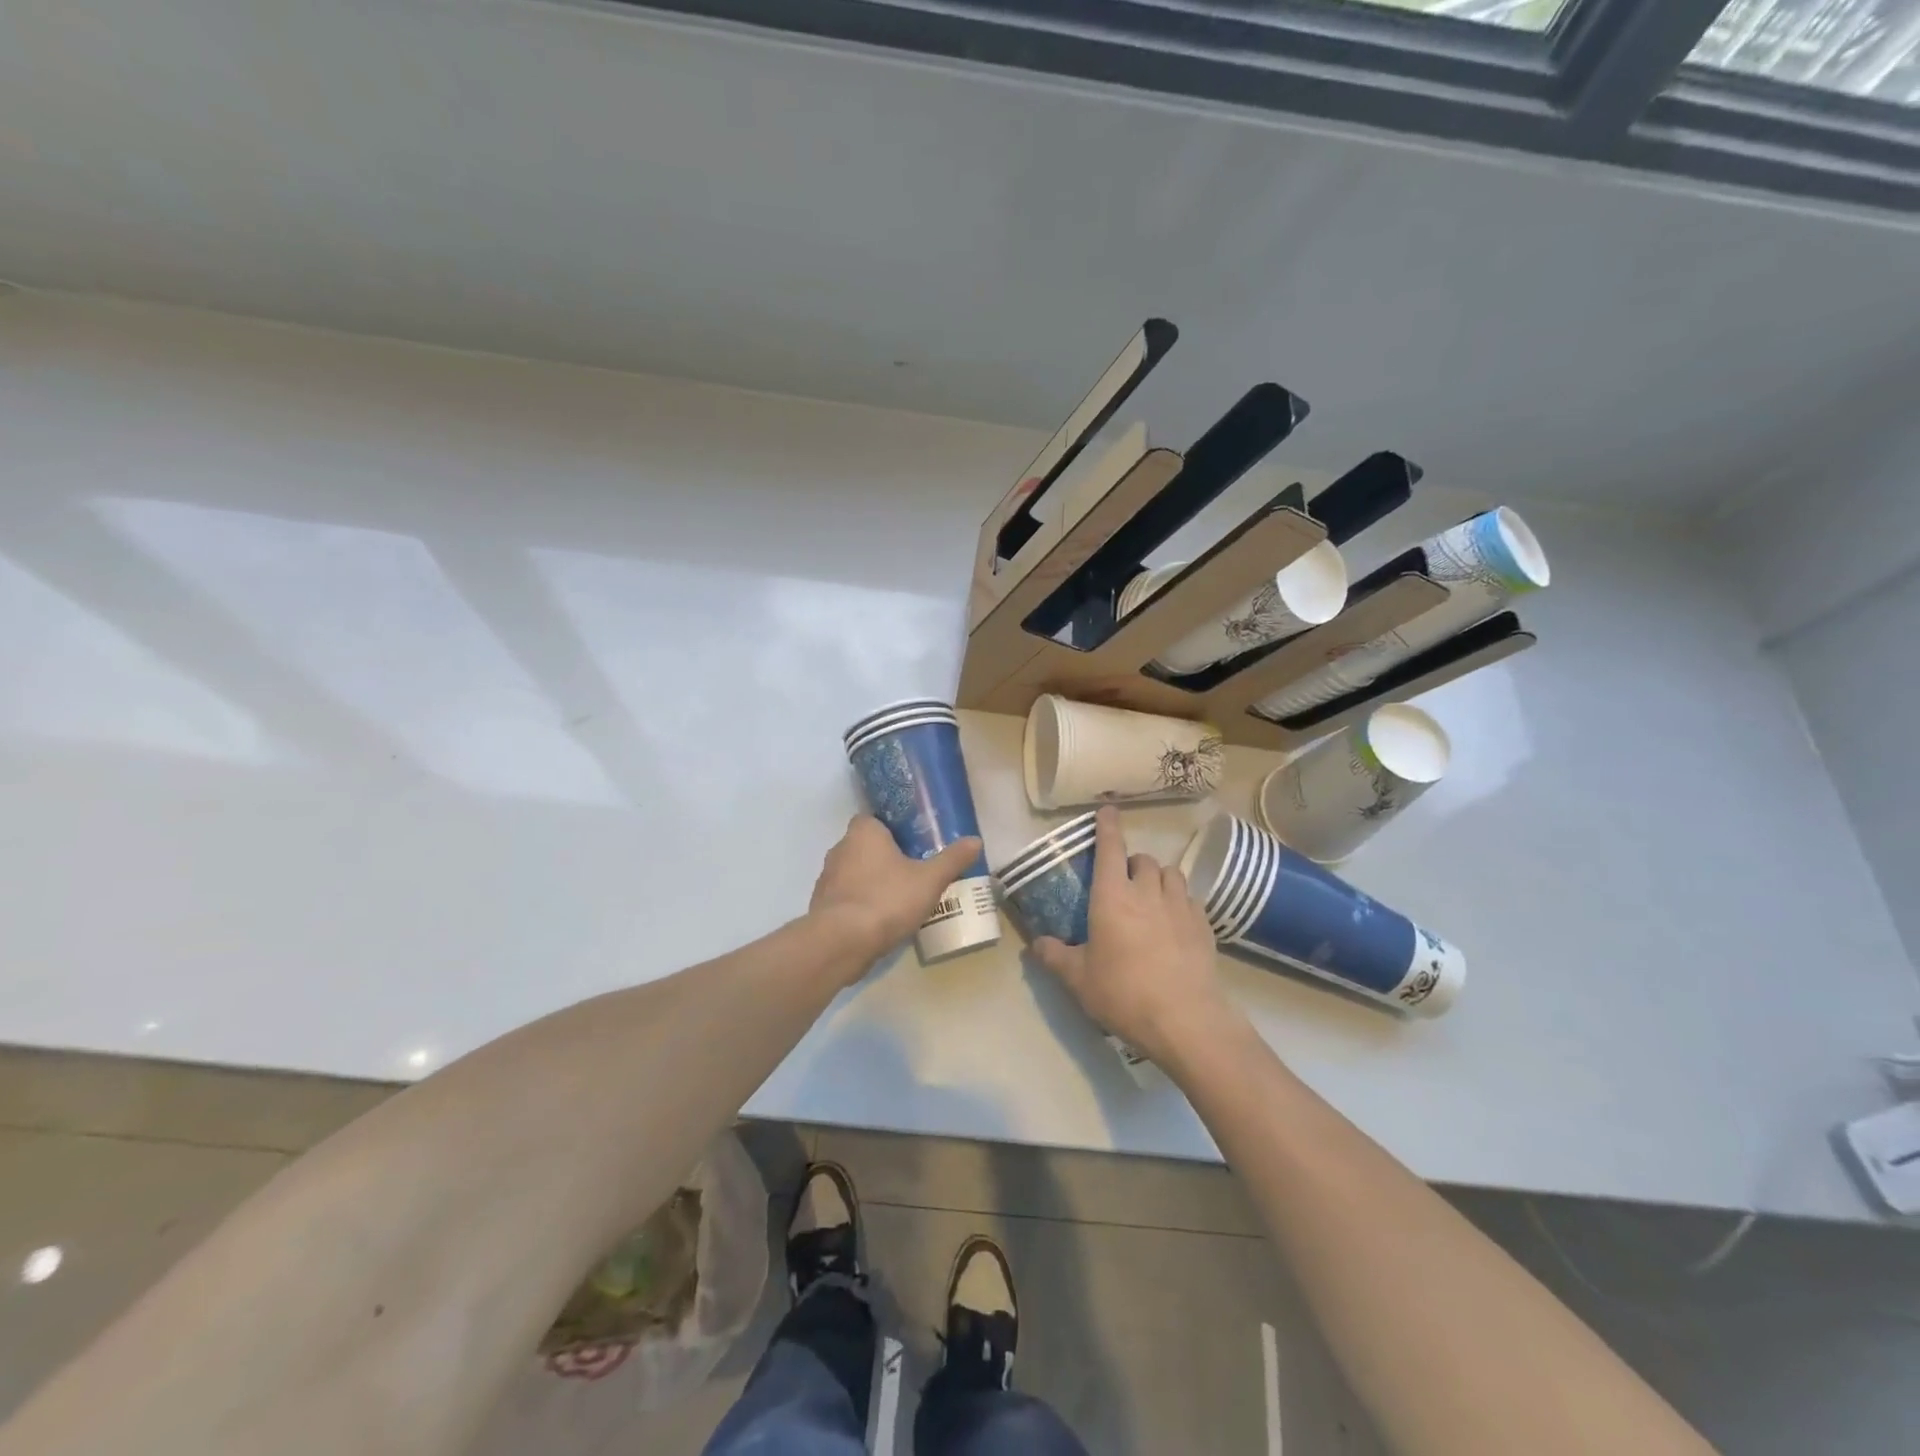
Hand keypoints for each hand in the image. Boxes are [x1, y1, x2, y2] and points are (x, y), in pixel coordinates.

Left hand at [809, 814, 983, 974]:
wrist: (841, 943)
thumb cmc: (886, 899)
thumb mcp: (929, 880)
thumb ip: (952, 859)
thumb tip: (976, 840)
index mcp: (863, 832)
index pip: (875, 819)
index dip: (894, 829)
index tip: (914, 842)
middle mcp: (840, 849)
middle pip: (867, 846)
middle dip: (887, 857)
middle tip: (914, 870)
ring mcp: (827, 879)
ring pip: (856, 873)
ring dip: (874, 882)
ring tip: (901, 897)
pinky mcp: (823, 906)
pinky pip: (848, 898)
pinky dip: (862, 904)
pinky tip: (882, 920)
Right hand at [1031, 807, 1240, 1067]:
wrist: (1185, 1020)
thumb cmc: (1123, 993)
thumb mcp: (1078, 980)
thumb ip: (1054, 957)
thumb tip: (1035, 944)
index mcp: (1112, 897)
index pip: (1110, 848)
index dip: (1108, 826)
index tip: (1108, 809)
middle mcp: (1147, 892)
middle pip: (1142, 859)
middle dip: (1131, 863)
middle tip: (1122, 883)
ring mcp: (1180, 906)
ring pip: (1170, 873)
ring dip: (1158, 878)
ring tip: (1151, 896)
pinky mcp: (1203, 925)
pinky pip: (1190, 899)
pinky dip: (1179, 901)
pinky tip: (1174, 922)